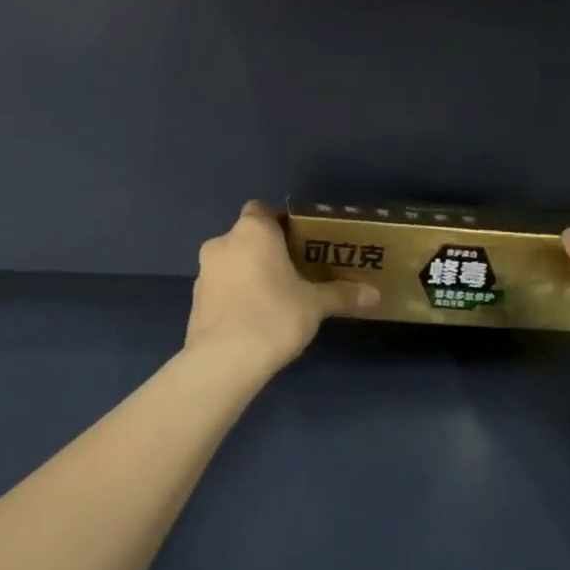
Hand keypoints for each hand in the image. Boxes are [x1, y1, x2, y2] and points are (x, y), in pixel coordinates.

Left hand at [186, 202, 378, 374]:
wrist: (224, 359)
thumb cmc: (274, 316)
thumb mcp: (315, 305)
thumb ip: (342, 295)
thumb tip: (374, 295)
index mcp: (252, 232)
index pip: (262, 210)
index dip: (280, 223)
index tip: (299, 243)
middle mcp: (222, 244)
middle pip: (246, 238)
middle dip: (266, 253)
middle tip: (293, 274)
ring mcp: (203, 274)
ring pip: (231, 265)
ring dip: (248, 275)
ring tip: (274, 301)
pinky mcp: (195, 302)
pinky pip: (220, 290)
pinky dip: (234, 298)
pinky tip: (253, 321)